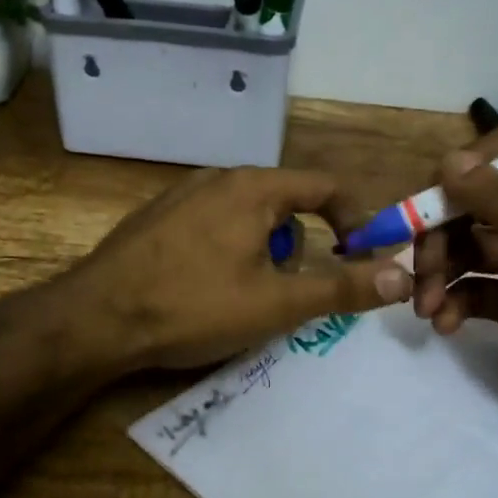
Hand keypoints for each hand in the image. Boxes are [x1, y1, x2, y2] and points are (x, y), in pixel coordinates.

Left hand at [67, 166, 414, 371]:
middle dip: (303, 248)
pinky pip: (212, 228)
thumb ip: (341, 288)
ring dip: (265, 254)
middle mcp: (218, 179)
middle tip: (294, 293)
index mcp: (254, 187)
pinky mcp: (156, 220)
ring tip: (247, 299)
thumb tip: (401, 277)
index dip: (356, 221)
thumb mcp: (277, 304)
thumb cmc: (193, 306)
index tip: (363, 259)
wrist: (95, 319)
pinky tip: (206, 292)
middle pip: (286, 204)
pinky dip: (228, 253)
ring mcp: (181, 197)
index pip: (326, 186)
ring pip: (247, 219)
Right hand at [411, 125, 497, 458]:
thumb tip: (450, 161)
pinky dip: (452, 300)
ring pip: (467, 244)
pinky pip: (469, 285)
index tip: (444, 186)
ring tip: (426, 306)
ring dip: (440, 271)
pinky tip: (445, 324)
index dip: (481, 159)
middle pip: (480, 199)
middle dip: (444, 232)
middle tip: (422, 266)